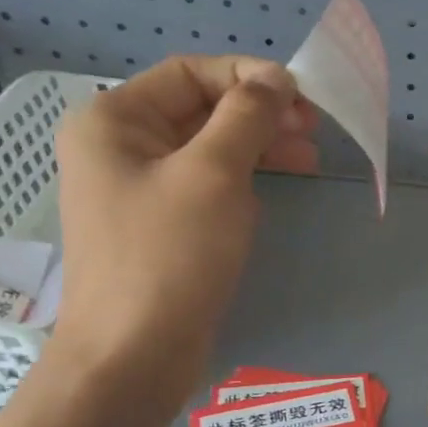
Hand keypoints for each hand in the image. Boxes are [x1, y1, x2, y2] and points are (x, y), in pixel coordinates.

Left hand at [50, 55, 317, 404]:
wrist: (134, 353)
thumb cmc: (170, 254)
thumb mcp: (215, 175)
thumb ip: (247, 117)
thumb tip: (276, 79)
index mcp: (114, 121)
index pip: (189, 73)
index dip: (249, 77)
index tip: (302, 98)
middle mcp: (119, 148)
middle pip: (200, 110)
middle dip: (259, 115)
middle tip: (313, 133)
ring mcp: (138, 190)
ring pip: (207, 150)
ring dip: (258, 148)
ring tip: (310, 162)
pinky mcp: (159, 227)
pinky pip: (205, 186)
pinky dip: (242, 182)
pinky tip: (272, 193)